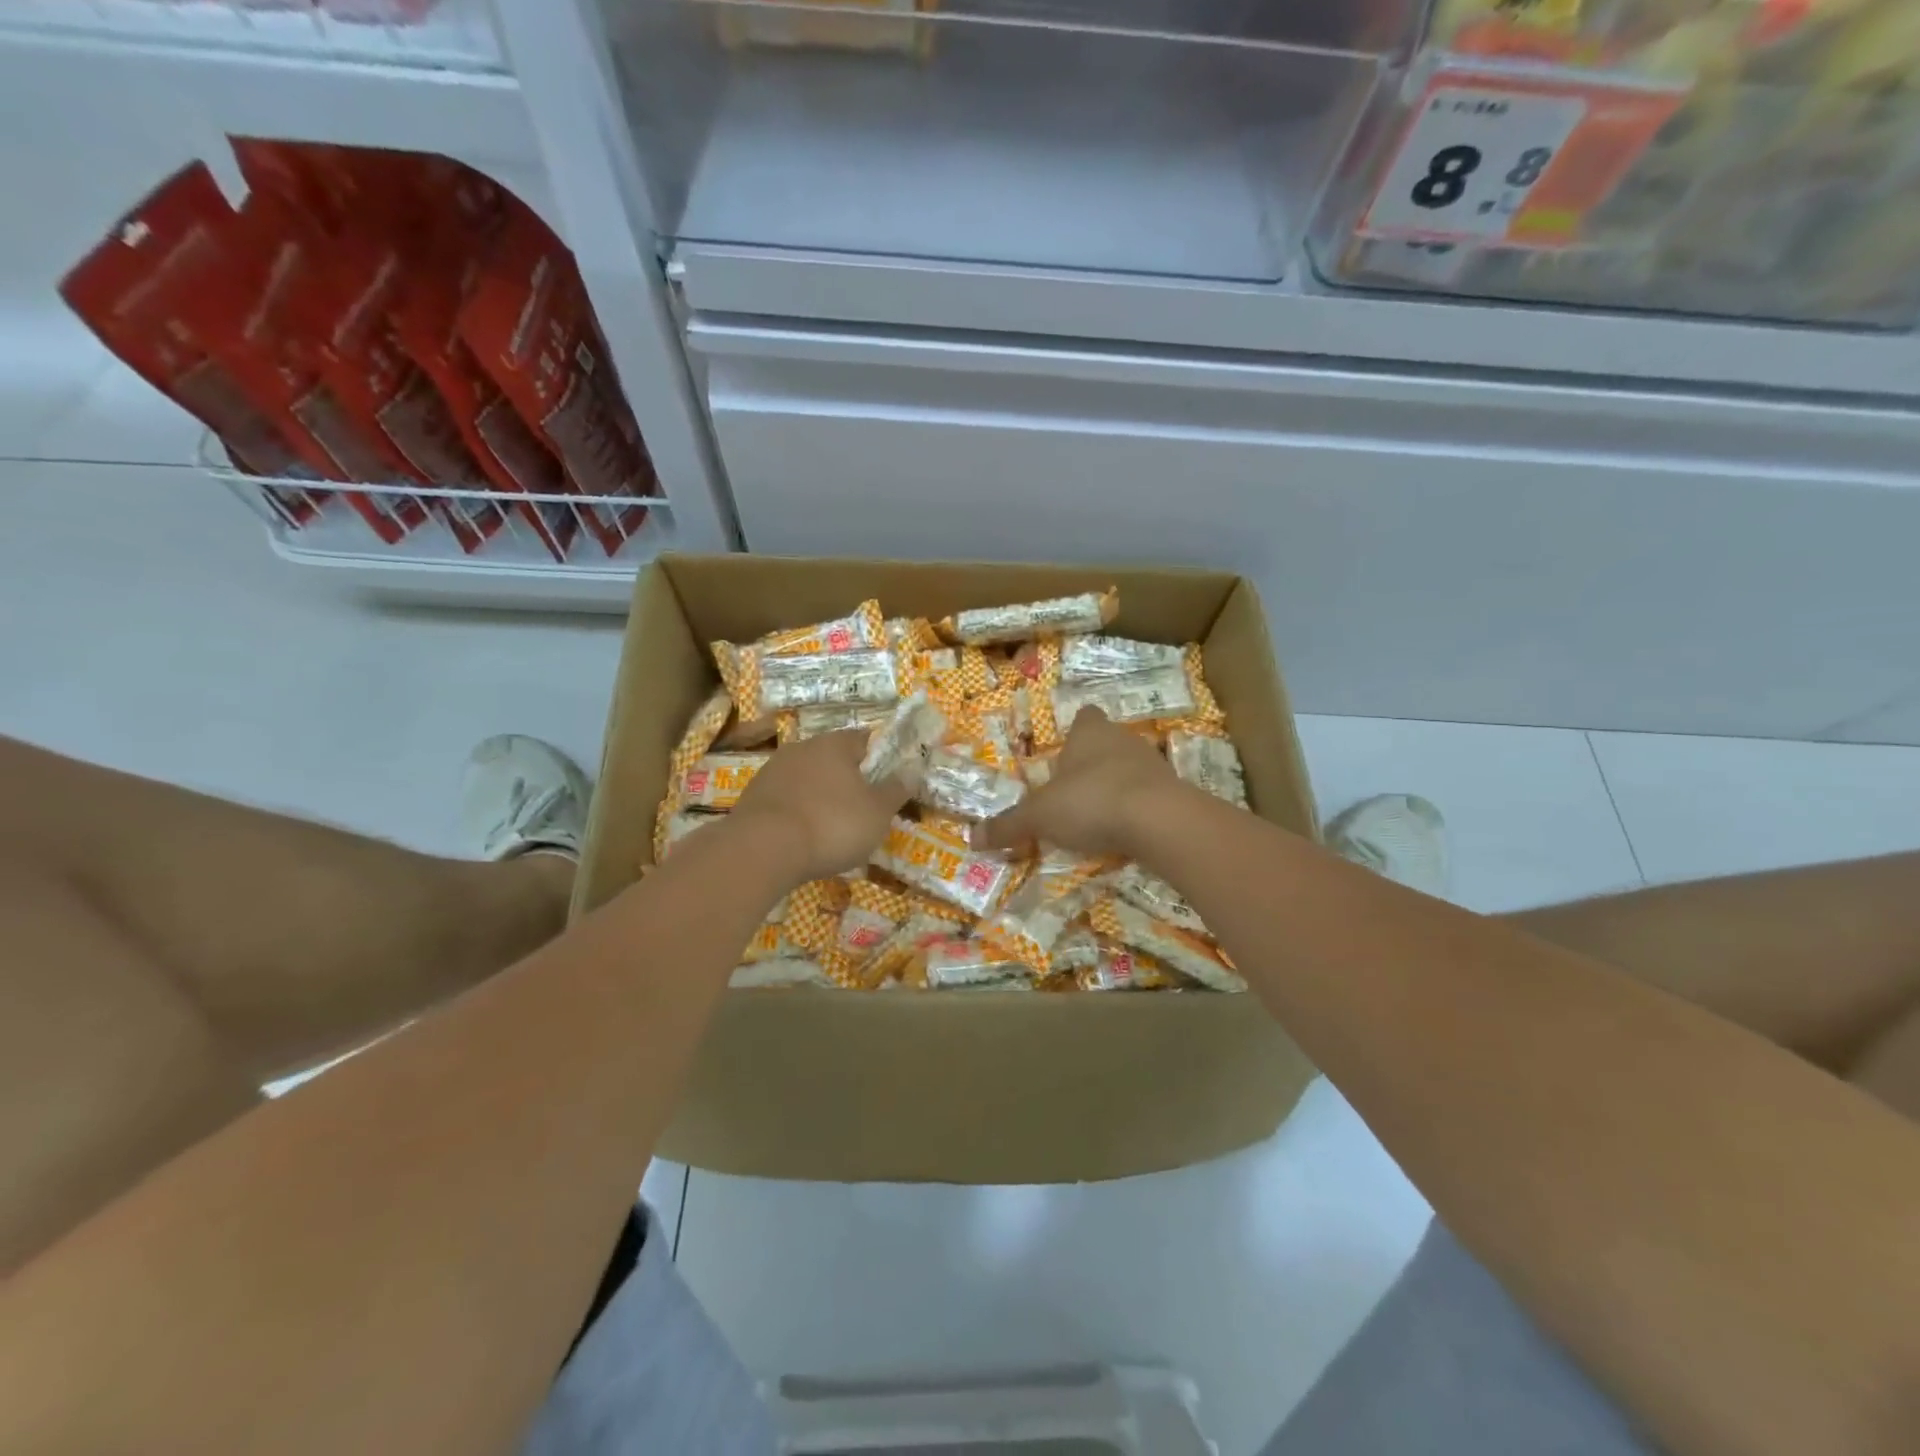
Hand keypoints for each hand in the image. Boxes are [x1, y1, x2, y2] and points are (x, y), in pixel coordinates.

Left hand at [729, 729, 910, 882]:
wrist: (761, 850)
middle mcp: (802, 748)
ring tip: (833, 828)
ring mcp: (773, 770)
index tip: (888, 782)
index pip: (865, 739)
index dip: (881, 759)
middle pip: (834, 758)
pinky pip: (787, 799)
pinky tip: (804, 836)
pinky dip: (799, 812)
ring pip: (808, 779)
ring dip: (821, 796)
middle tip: (864, 809)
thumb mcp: (878, 812)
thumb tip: (911, 771)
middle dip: (849, 780)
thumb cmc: (831, 825)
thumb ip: (896, 790)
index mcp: (835, 743)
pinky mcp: (753, 796)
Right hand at [982, 709, 1179, 859]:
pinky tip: (1125, 832)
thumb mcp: (1040, 816)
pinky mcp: (1174, 791)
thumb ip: (1008, 826)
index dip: (1076, 730)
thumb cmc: (1091, 801)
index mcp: (1089, 733)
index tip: (1066, 749)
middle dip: (1092, 763)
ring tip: (1097, 815)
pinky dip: (1137, 810)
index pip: (1084, 717)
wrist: (1160, 820)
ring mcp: (1153, 764)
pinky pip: (1150, 795)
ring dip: (1116, 786)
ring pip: (1130, 768)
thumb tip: (971, 839)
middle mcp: (1122, 739)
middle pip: (1107, 743)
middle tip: (1073, 790)